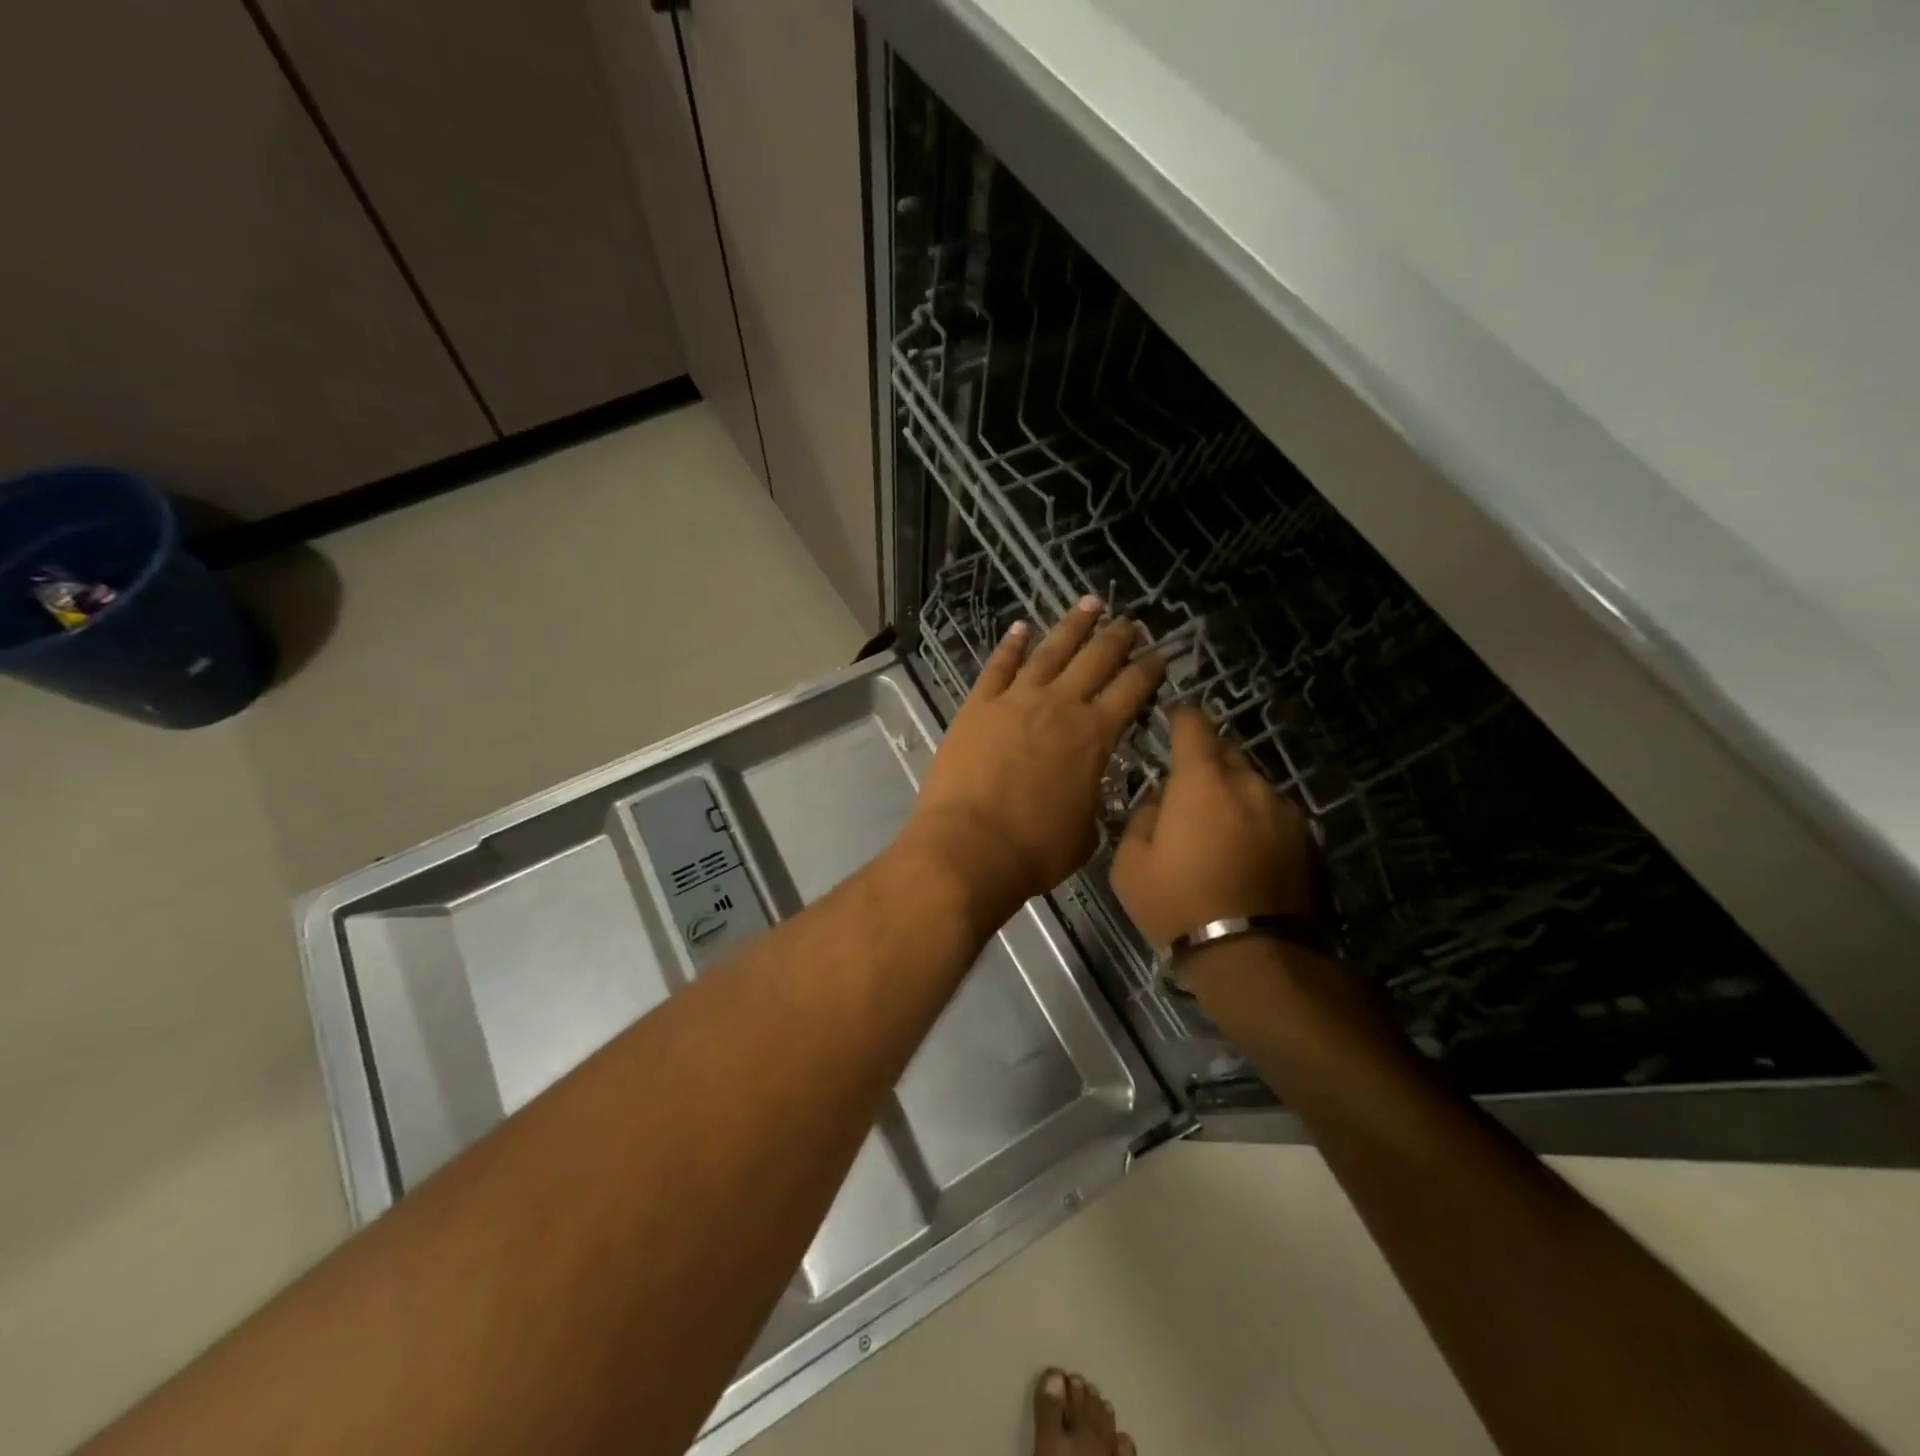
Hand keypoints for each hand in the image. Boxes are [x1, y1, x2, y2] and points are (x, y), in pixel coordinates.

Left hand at [904, 596, 1165, 925]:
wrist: (969, 847)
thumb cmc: (1034, 850)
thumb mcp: (1085, 832)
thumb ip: (1091, 799)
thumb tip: (1086, 789)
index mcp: (1094, 736)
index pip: (1131, 690)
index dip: (1149, 669)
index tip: (1160, 654)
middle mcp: (1059, 706)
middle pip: (1095, 659)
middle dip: (1117, 637)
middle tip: (1130, 621)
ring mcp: (1015, 700)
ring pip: (1050, 651)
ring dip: (1072, 625)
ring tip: (1089, 603)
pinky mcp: (977, 706)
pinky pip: (998, 666)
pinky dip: (1011, 645)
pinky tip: (1021, 628)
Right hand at [1110, 707, 1315, 946]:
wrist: (1253, 956)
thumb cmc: (1179, 904)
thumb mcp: (1129, 865)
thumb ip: (1141, 818)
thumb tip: (1160, 804)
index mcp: (1202, 781)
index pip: (1194, 726)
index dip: (1181, 717)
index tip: (1173, 717)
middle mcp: (1249, 784)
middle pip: (1227, 753)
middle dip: (1207, 760)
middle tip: (1188, 786)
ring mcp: (1284, 812)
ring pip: (1253, 786)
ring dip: (1234, 795)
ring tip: (1218, 829)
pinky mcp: (1308, 842)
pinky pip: (1274, 816)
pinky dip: (1257, 823)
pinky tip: (1246, 854)